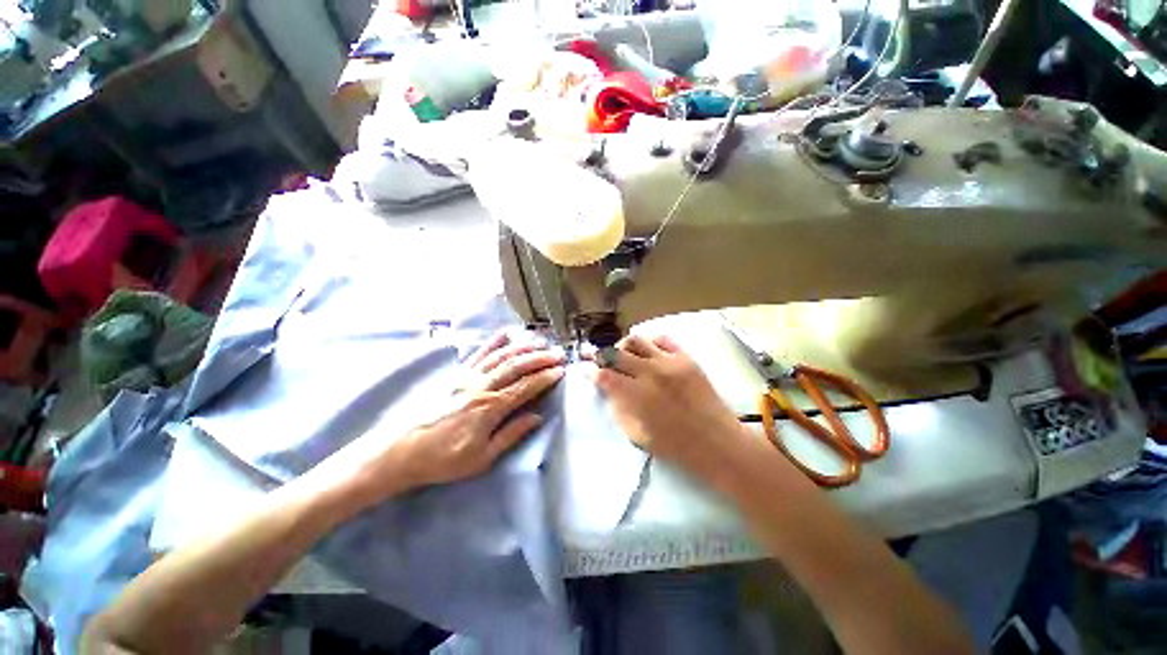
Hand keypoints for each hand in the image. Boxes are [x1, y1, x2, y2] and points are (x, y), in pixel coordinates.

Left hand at [340, 329, 564, 503]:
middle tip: (558, 354)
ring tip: (541, 342)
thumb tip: (537, 417)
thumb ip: (511, 435)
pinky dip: (494, 342)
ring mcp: (467, 377)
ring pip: (501, 356)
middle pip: (516, 366)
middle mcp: (481, 386)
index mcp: (489, 408)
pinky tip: (506, 334)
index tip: (561, 371)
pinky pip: (479, 354)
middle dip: (540, 358)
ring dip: (523, 347)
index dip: (545, 378)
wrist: (401, 451)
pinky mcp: (457, 374)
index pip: (525, 387)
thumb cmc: (443, 460)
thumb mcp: (481, 458)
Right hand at [585, 334, 748, 479]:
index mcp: (636, 395)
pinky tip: (648, 353)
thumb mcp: (637, 435)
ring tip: (623, 355)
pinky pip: (663, 339)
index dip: (590, 371)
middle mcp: (650, 372)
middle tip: (598, 360)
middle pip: (616, 353)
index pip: (604, 375)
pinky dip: (650, 343)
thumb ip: (619, 409)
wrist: (718, 443)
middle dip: (602, 356)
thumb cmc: (676, 447)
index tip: (584, 369)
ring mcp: (670, 361)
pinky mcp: (686, 358)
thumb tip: (609, 390)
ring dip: (624, 346)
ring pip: (636, 339)